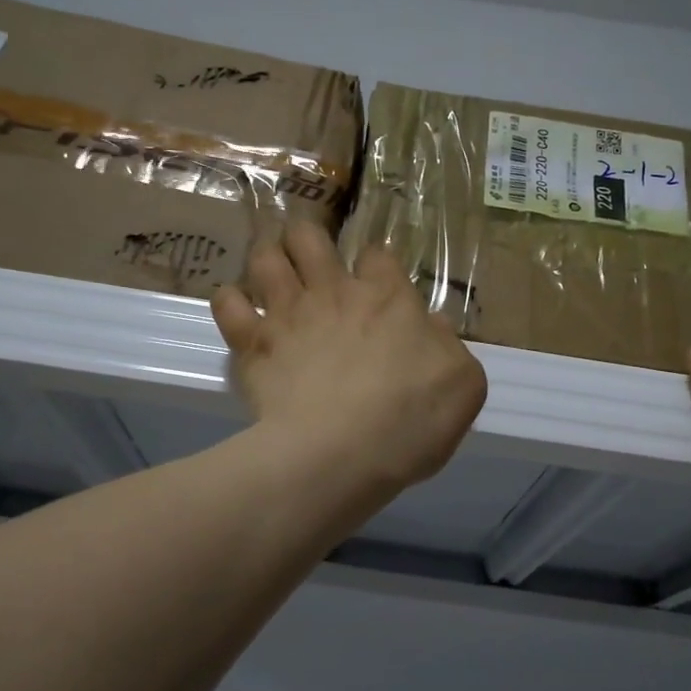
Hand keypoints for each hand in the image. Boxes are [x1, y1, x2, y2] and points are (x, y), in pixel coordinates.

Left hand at [210, 223, 488, 495]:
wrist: (338, 454)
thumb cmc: (410, 420)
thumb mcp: (463, 384)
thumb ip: (448, 346)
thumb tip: (433, 324)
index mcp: (388, 297)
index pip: (378, 255)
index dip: (376, 262)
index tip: (375, 280)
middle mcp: (334, 292)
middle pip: (309, 236)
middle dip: (306, 237)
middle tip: (308, 256)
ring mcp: (288, 314)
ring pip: (265, 257)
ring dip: (267, 257)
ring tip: (270, 271)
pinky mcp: (253, 344)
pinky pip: (228, 304)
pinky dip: (230, 302)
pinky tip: (238, 311)